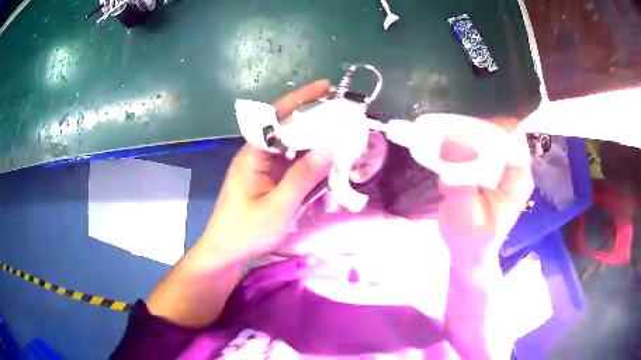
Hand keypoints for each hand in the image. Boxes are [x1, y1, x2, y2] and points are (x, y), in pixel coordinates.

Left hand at [201, 80, 333, 262]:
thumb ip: (301, 178)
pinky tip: (327, 159)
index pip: (276, 116)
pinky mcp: (269, 180)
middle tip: (343, 111)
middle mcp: (257, 154)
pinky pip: (291, 162)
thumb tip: (327, 149)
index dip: (300, 98)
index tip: (325, 87)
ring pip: (291, 144)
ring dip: (314, 137)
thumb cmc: (245, 231)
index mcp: (253, 154)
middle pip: (286, 126)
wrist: (226, 252)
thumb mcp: (276, 207)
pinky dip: (310, 158)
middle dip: (314, 116)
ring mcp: (263, 167)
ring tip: (342, 131)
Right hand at [438, 125, 533, 265]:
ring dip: (464, 137)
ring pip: (485, 137)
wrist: (469, 254)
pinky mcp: (489, 170)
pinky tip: (447, 154)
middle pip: (497, 131)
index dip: (486, 125)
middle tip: (444, 135)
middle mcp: (514, 167)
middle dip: (471, 130)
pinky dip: (462, 146)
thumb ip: (461, 179)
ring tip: (443, 145)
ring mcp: (502, 168)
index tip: (458, 127)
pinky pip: (478, 147)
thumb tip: (453, 138)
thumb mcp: (463, 214)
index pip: (509, 134)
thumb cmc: (469, 240)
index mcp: (518, 176)